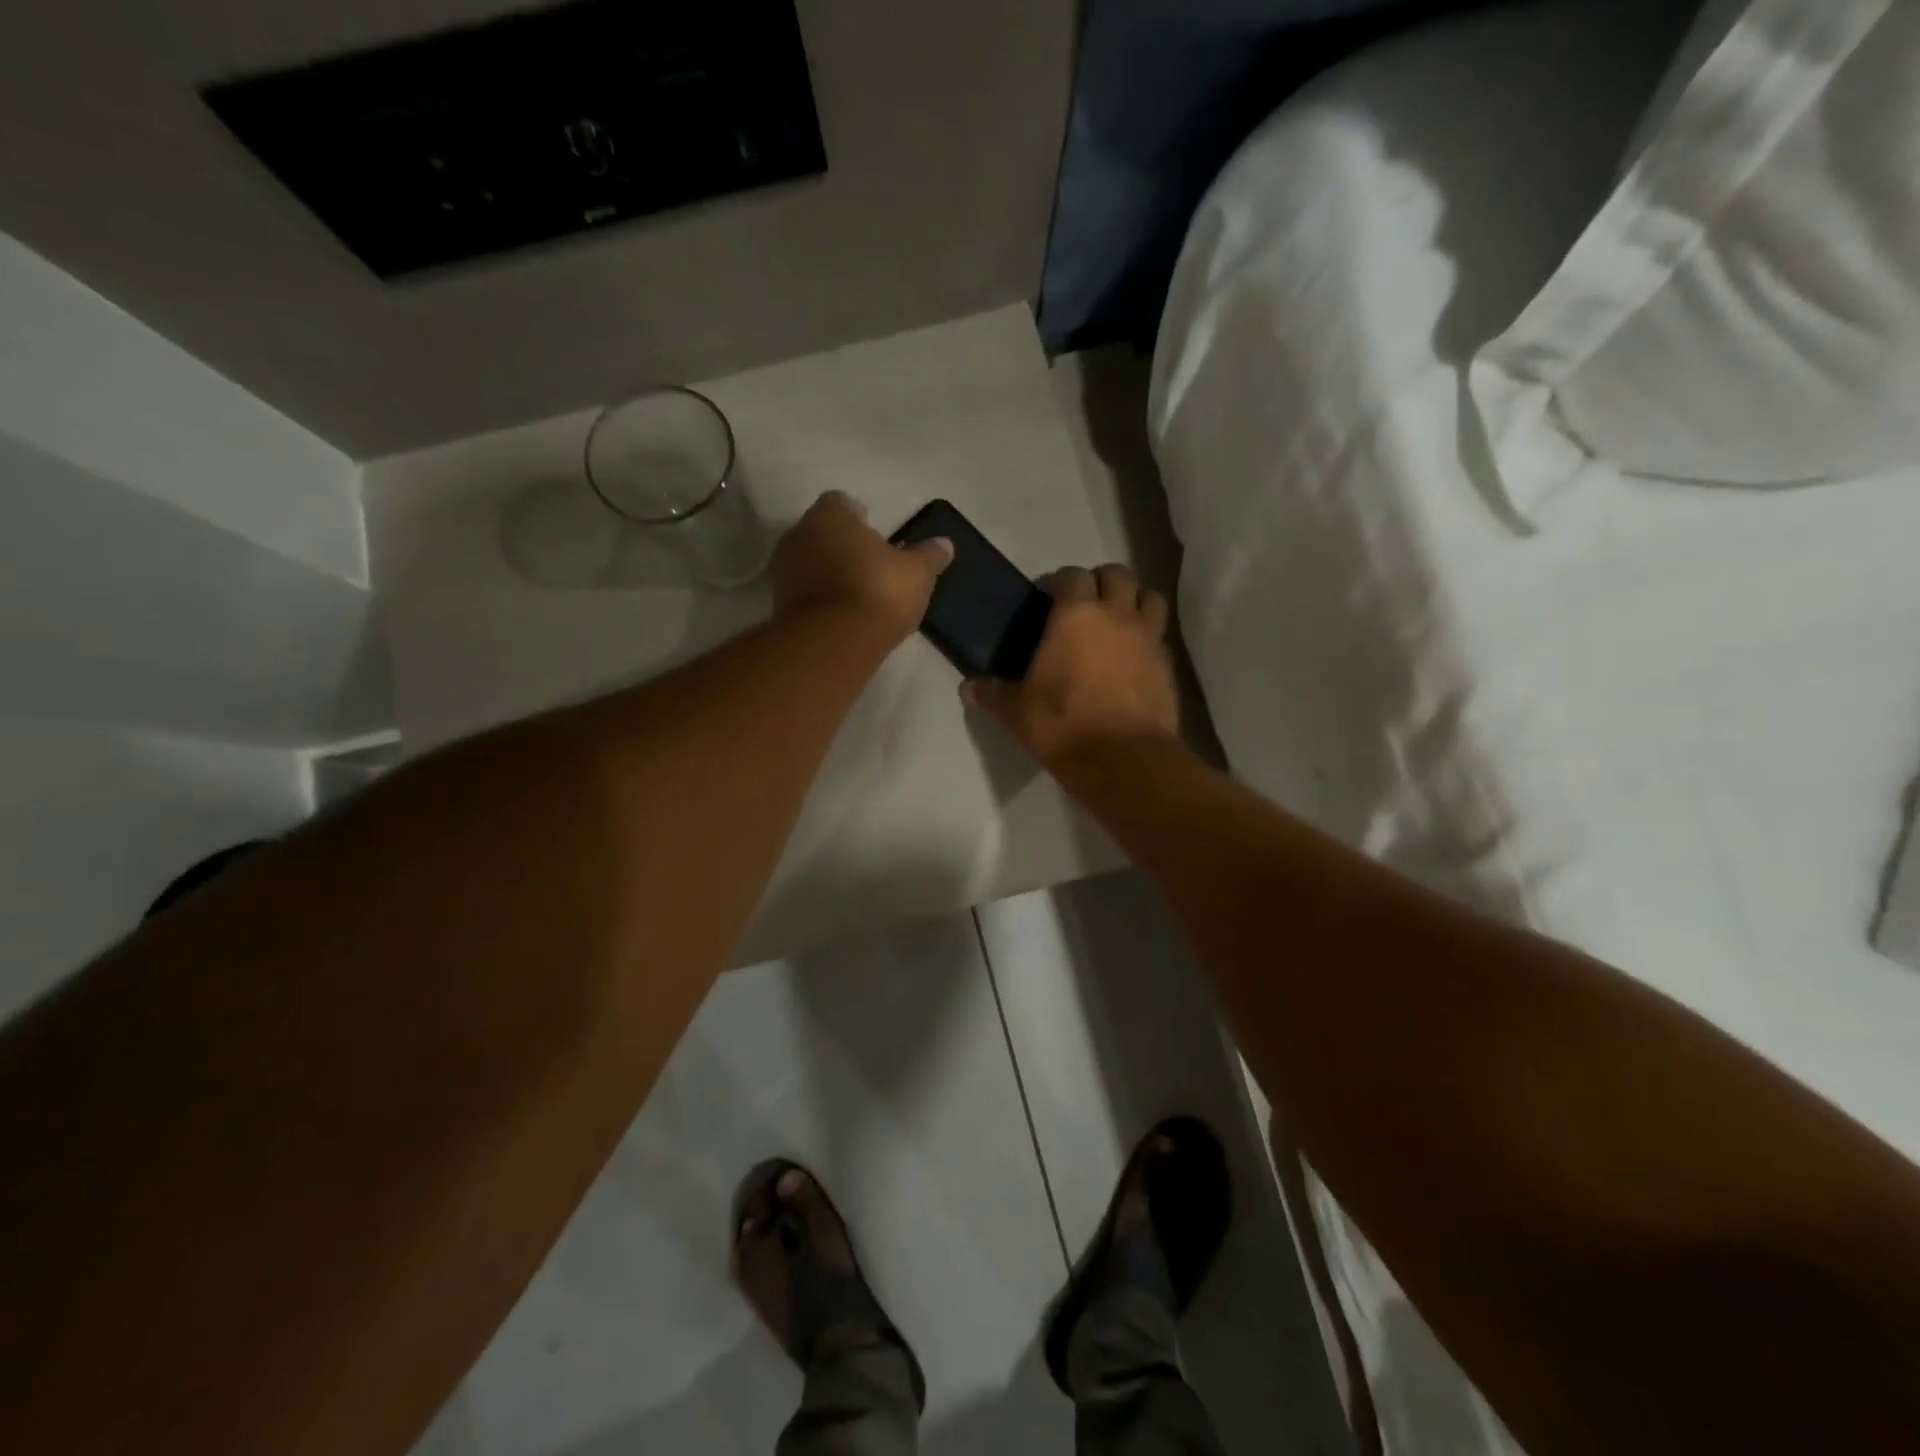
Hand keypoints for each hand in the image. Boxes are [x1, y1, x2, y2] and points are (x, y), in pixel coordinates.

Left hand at [772, 492, 951, 642]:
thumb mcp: (917, 574)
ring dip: (828, 571)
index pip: (841, 502)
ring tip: (855, 593)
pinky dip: (818, 597)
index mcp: (830, 516)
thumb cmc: (877, 593)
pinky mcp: (778, 604)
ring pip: (809, 561)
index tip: (876, 537)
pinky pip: (803, 591)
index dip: (859, 517)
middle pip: (822, 532)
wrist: (833, 643)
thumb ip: (930, 556)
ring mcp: (784, 570)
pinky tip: (840, 614)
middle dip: (842, 544)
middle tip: (869, 565)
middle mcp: (799, 534)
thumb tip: (945, 544)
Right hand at [964, 564, 1178, 764]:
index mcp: (1076, 614)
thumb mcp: (1016, 711)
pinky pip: (1160, 636)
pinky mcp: (1167, 665)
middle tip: (1084, 603)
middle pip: (1117, 574)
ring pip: (1150, 596)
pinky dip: (1149, 636)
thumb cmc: (1062, 724)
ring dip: (1134, 599)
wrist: (1122, 759)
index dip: (1057, 582)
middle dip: (1100, 581)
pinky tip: (1133, 656)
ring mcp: (1148, 637)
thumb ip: (993, 694)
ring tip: (1117, 619)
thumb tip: (969, 688)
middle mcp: (1116, 615)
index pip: (1070, 576)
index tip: (1045, 598)